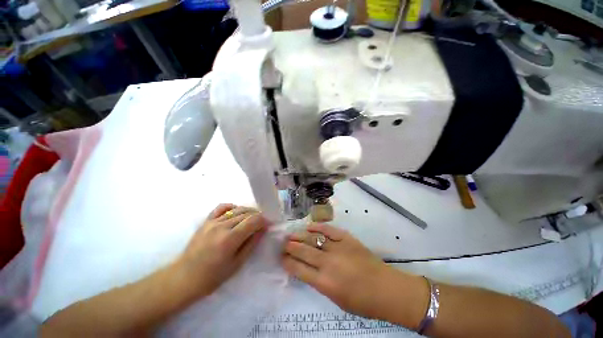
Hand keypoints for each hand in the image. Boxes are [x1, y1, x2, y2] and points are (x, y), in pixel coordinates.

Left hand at [178, 204, 268, 297]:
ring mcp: (213, 222)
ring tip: (251, 219)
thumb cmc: (212, 276)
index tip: (267, 225)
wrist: (184, 277)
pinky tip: (236, 212)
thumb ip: (251, 243)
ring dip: (248, 212)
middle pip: (247, 213)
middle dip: (257, 216)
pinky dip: (232, 207)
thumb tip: (262, 229)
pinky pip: (222, 207)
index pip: (253, 220)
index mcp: (230, 239)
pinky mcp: (206, 221)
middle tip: (261, 224)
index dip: (263, 220)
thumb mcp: (237, 263)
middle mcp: (222, 226)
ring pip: (237, 209)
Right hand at [282, 223, 404, 319]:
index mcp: (324, 282)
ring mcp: (338, 248)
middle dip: (290, 246)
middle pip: (303, 250)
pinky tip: (309, 226)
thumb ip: (319, 282)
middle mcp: (328, 263)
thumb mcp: (336, 299)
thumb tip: (306, 269)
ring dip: (300, 236)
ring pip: (313, 238)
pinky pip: (328, 230)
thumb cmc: (362, 302)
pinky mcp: (347, 238)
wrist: (387, 289)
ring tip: (291, 234)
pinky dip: (317, 227)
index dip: (288, 262)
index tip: (282, 257)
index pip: (298, 269)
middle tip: (283, 243)